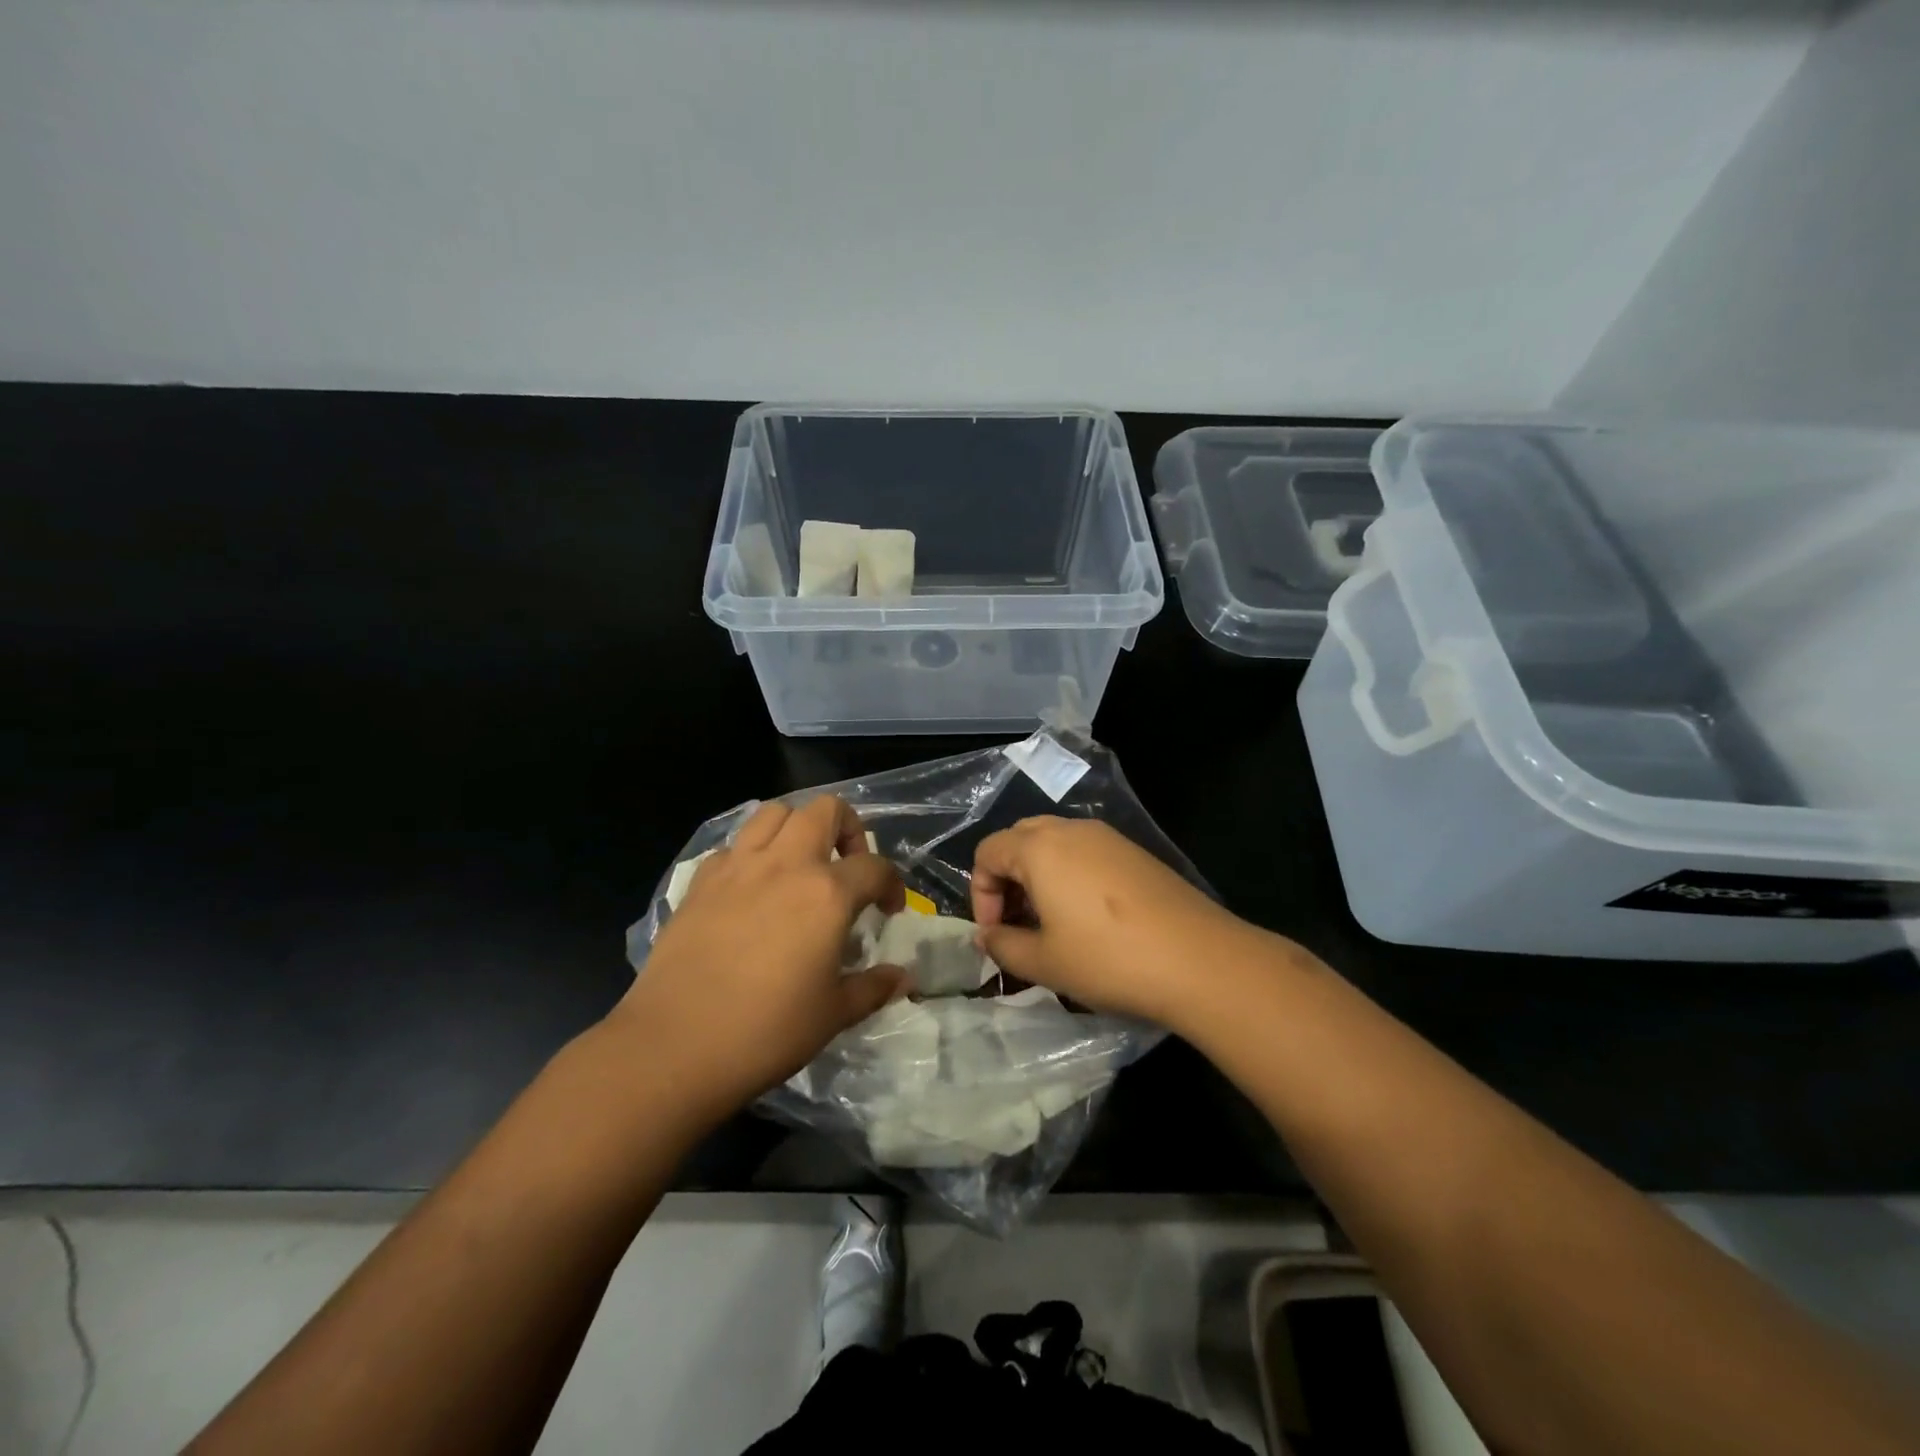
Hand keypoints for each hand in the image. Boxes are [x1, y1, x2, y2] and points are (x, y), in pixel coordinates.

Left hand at [611, 796, 906, 1116]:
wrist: (674, 1046)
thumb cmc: (766, 1032)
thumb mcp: (833, 1014)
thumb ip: (873, 988)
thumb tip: (902, 978)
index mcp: (827, 893)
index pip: (875, 866)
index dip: (892, 884)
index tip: (889, 910)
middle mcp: (785, 864)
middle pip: (825, 810)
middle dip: (848, 829)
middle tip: (847, 868)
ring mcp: (738, 867)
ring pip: (774, 813)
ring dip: (797, 828)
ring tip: (801, 865)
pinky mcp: (701, 881)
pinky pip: (734, 846)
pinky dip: (752, 854)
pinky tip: (753, 889)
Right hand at [970, 816, 1250, 1030]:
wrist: (1198, 960)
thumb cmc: (1108, 959)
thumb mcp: (1044, 962)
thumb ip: (1003, 946)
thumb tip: (985, 937)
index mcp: (1039, 848)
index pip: (988, 852)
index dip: (980, 894)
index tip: (995, 935)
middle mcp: (1071, 830)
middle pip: (1020, 839)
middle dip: (1007, 878)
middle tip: (1017, 923)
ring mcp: (1108, 837)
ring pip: (1055, 843)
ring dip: (1039, 876)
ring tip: (1051, 923)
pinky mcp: (1135, 852)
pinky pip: (1086, 852)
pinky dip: (1070, 875)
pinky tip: (1088, 917)